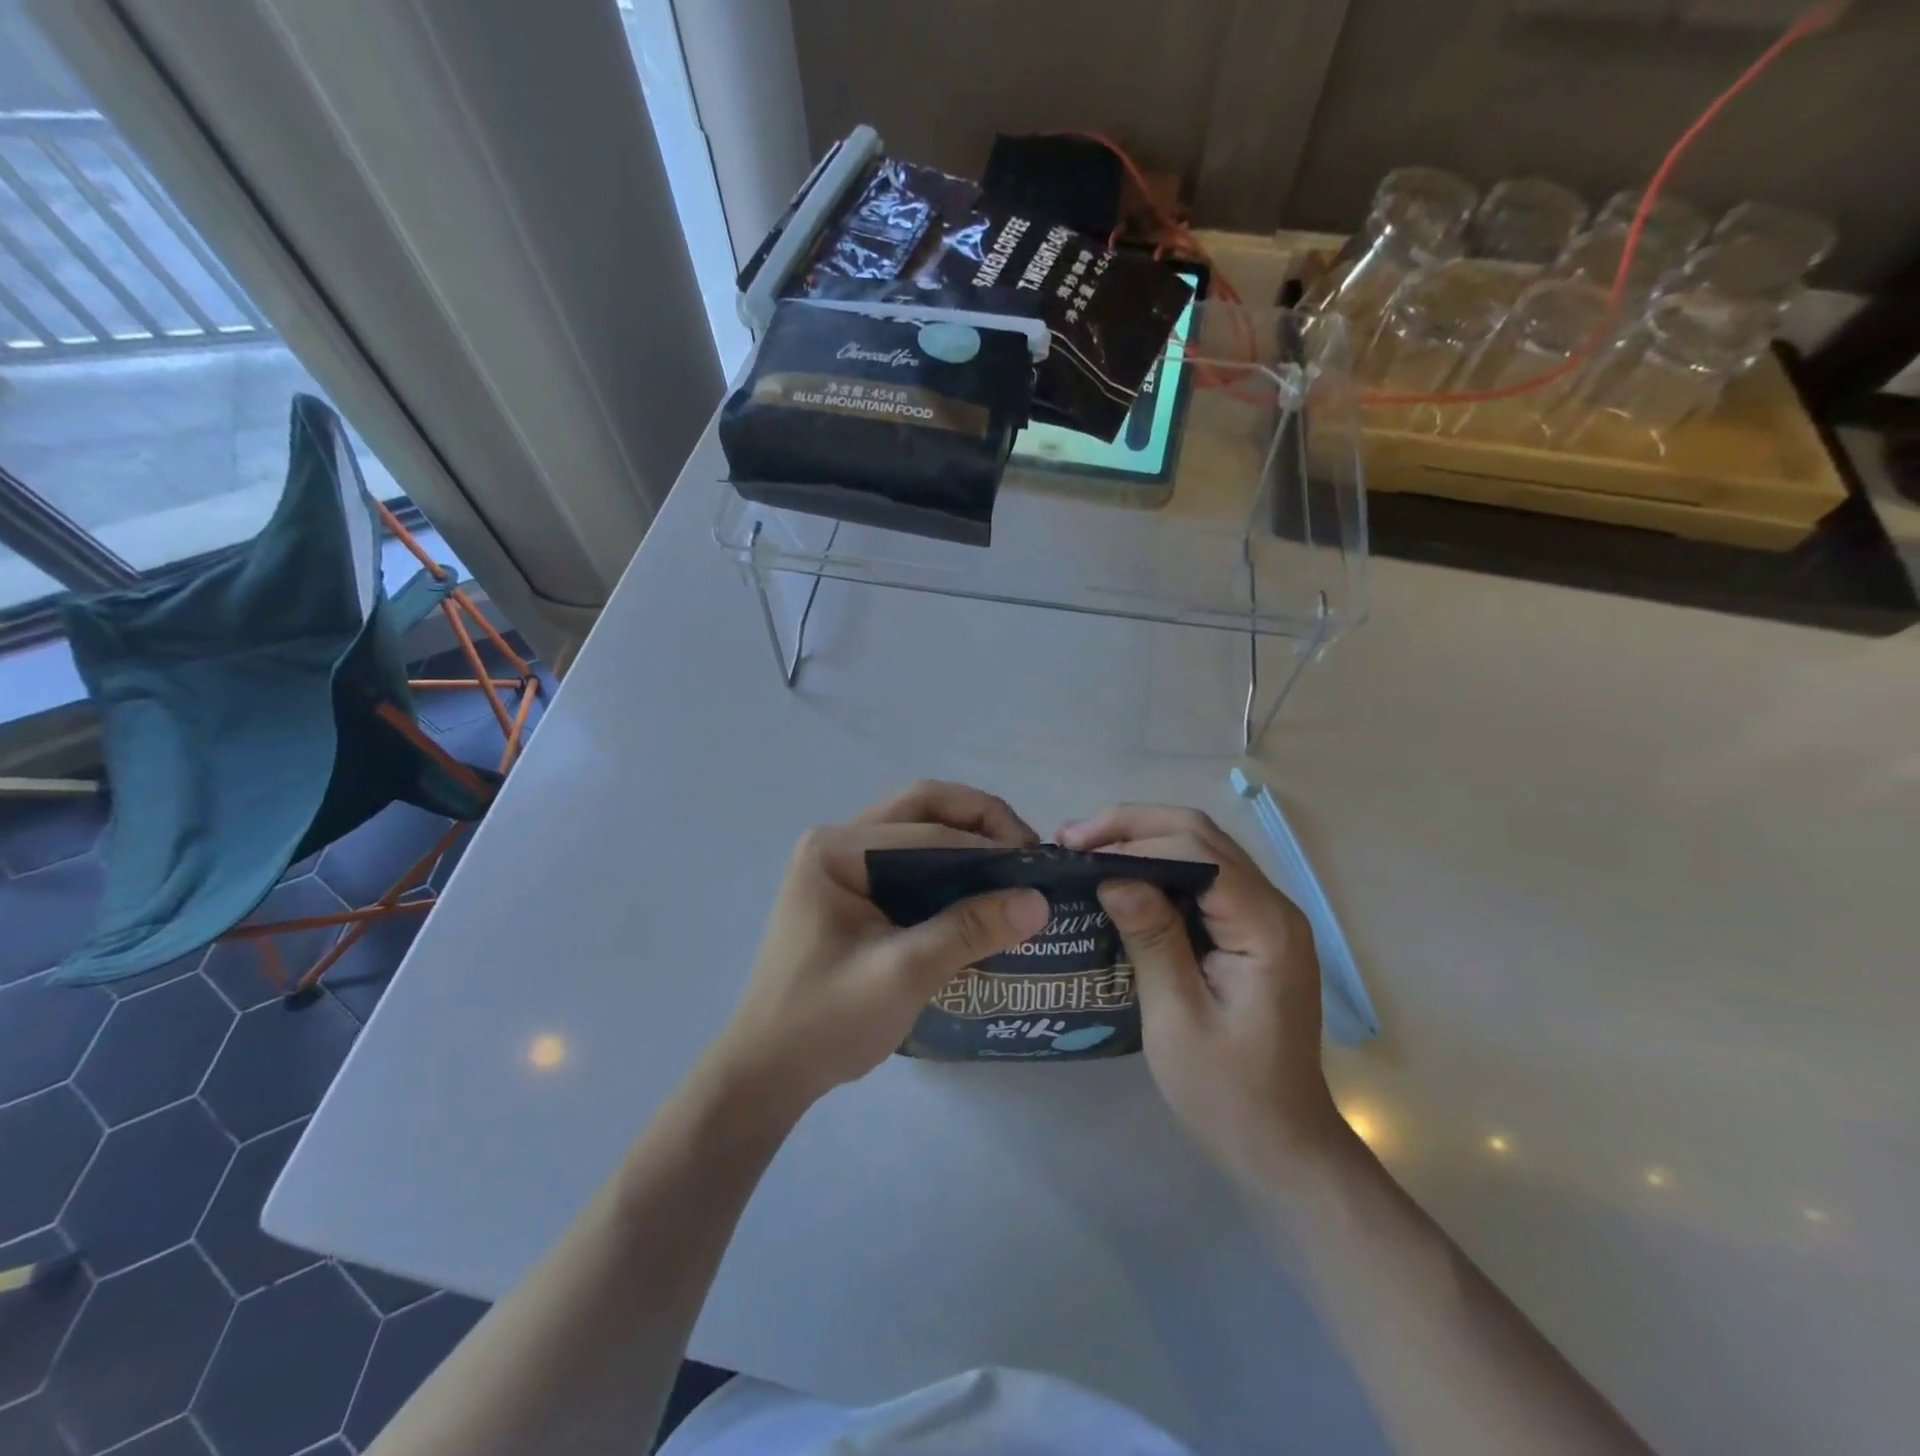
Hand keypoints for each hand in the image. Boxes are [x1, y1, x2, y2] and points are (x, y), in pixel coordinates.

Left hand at [708, 782, 1049, 1115]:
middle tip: (1027, 854)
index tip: (1038, 868)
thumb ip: (968, 931)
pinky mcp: (850, 893)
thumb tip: (1039, 901)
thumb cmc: (824, 1022)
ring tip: (1013, 870)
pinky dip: (948, 870)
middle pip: (922, 809)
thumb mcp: (902, 974)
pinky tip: (979, 894)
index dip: (988, 843)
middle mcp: (837, 842)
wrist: (766, 1073)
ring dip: (967, 842)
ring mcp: (841, 865)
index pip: (927, 828)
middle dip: (980, 822)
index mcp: (837, 849)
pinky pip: (908, 864)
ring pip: (917, 832)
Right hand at [1059, 804, 1339, 1188]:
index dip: (1134, 841)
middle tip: (1073, 837)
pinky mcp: (1250, 930)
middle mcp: (1273, 906)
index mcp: (1265, 926)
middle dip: (1134, 826)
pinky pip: (1203, 878)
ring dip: (1143, 839)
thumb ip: (1150, 938)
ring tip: (1087, 847)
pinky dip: (1158, 866)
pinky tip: (1121, 875)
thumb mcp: (1176, 1018)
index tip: (1077, 852)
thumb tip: (1111, 876)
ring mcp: (1265, 916)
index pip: (1197, 852)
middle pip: (1202, 835)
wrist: (1281, 1144)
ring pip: (1202, 849)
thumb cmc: (1226, 1092)